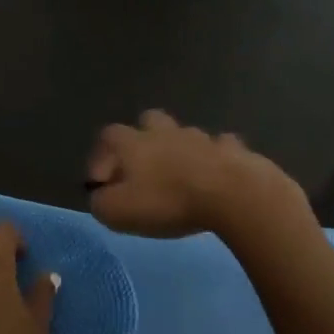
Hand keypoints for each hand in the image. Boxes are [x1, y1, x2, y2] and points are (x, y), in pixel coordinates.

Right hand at [86, 110, 306, 238]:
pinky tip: (216, 176)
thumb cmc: (168, 201)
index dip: (101, 157)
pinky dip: (214, 158)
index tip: (103, 184)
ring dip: (179, 149)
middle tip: (144, 168)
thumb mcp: (118, 212)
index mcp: (133, 143)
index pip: (107, 137)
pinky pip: (220, 147)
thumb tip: (101, 197)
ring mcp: (200, 137)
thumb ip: (101, 203)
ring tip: (181, 177)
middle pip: (148, 121)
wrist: (230, 193)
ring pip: (184, 133)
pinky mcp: (231, 149)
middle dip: (143, 138)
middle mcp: (164, 132)